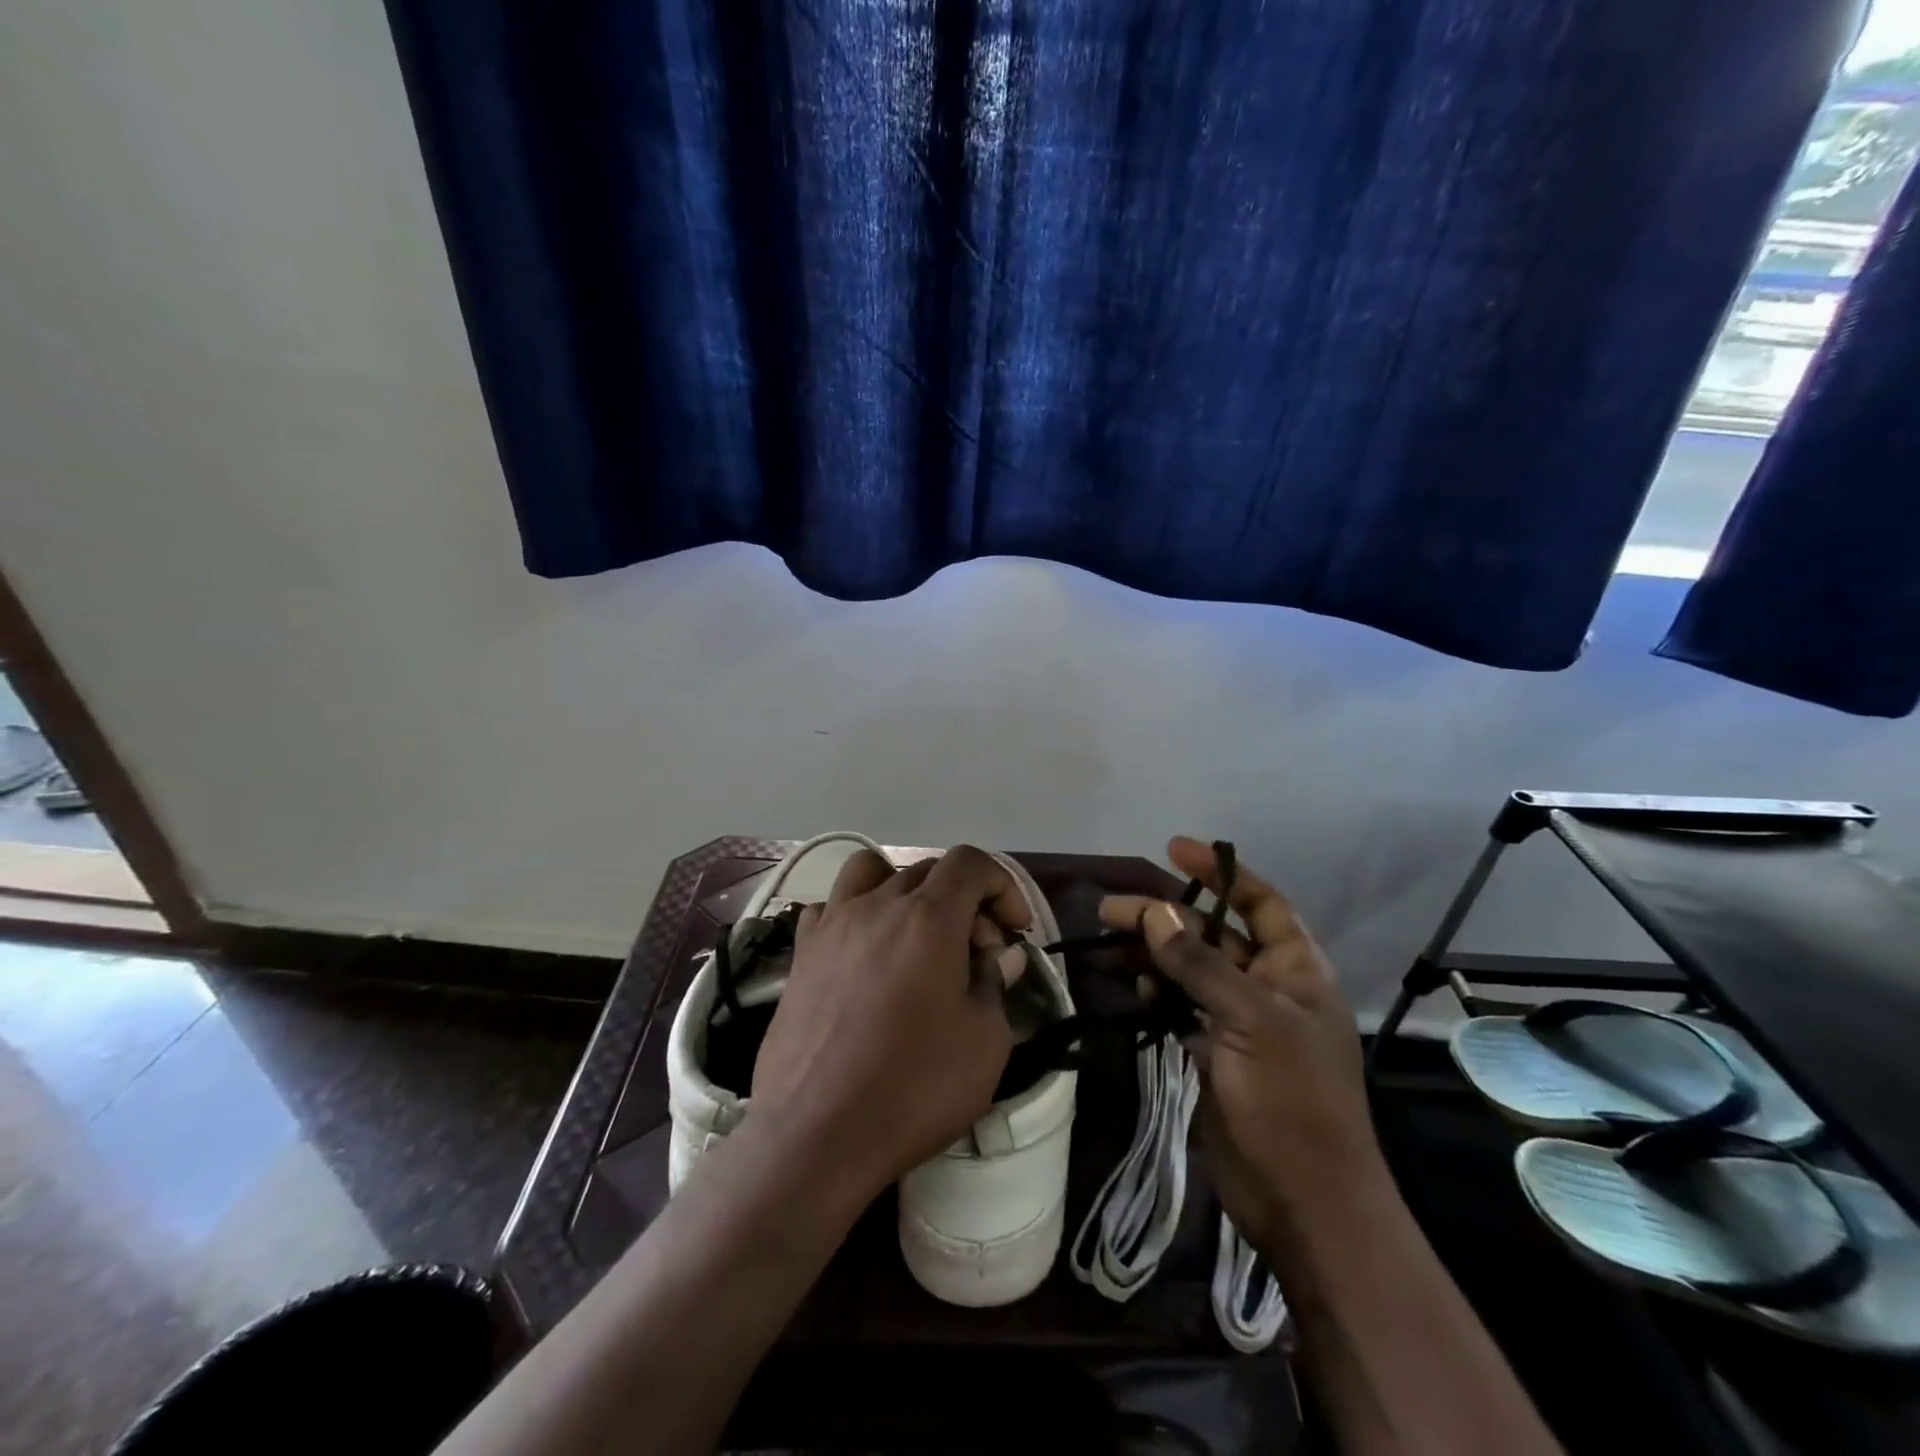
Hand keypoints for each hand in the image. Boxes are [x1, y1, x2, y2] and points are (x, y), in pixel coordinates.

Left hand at [751, 845, 1027, 1201]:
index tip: (1013, 930)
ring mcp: (832, 925)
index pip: (971, 862)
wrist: (815, 1133)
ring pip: (871, 872)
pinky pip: (829, 907)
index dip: (1002, 885)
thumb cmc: (913, 1087)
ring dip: (904, 890)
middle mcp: (878, 905)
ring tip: (915, 936)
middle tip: (976, 954)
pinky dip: (854, 914)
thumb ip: (996, 984)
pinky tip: (863, 956)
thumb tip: (999, 956)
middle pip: (928, 870)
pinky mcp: (801, 953)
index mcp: (929, 917)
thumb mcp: (984, 1043)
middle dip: (963, 900)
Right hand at [1100, 838, 1387, 1256]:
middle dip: (1166, 916)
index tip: (1174, 850)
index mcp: (1296, 969)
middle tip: (1111, 909)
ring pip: (1190, 969)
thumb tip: (1155, 913)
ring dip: (1154, 953)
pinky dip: (1156, 991)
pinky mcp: (1214, 1051)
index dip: (1220, 873)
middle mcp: (1268, 986)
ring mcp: (1239, 1020)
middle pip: (1212, 934)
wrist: (1304, 1202)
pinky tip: (1134, 986)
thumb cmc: (1292, 1101)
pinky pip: (1180, 1005)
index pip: (1259, 902)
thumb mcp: (1250, 1021)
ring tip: (1109, 940)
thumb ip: (1199, 964)